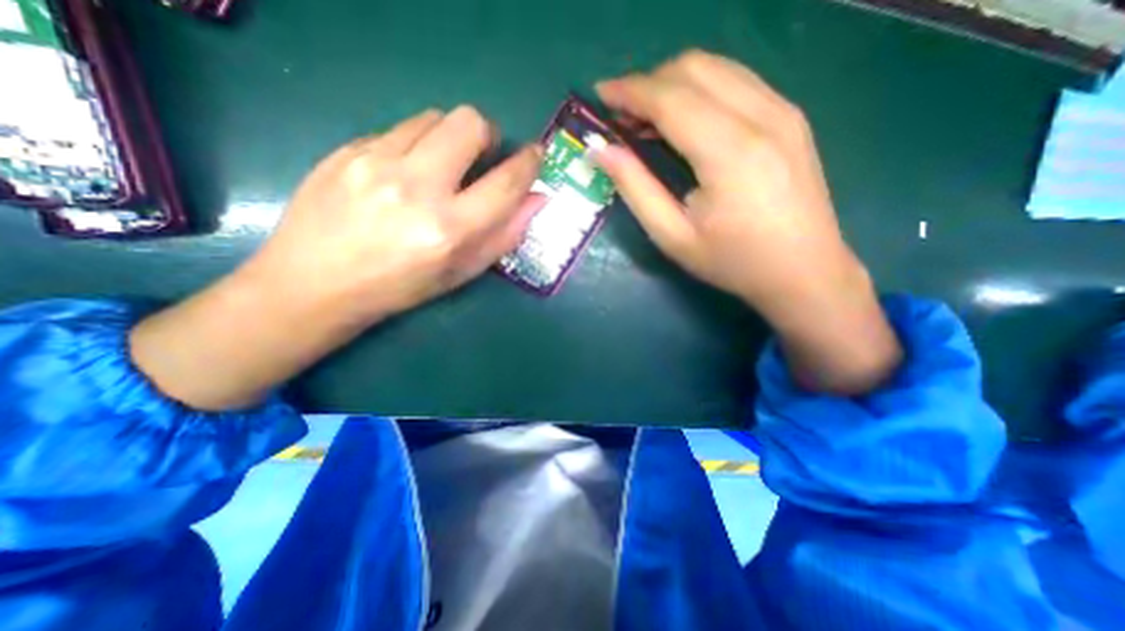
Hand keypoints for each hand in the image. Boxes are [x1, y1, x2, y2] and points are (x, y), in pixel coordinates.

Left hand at [249, 105, 544, 322]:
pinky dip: (416, 144)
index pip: (505, 183)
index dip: (528, 163)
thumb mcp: (462, 272)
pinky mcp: (347, 150)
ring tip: (441, 164)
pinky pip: (398, 129)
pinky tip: (404, 172)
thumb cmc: (401, 287)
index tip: (535, 153)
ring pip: (433, 118)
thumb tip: (537, 199)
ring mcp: (376, 163)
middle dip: (487, 134)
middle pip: (468, 124)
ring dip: (450, 137)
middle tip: (482, 156)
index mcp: (449, 230)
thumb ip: (504, 235)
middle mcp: (416, 188)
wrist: (315, 282)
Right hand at [592, 49, 901, 394]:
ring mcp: (783, 111)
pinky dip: (700, 90)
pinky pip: (736, 81)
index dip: (629, 91)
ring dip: (673, 84)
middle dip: (648, 83)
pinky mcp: (790, 117)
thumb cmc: (732, 262)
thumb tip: (602, 151)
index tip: (600, 95)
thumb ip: (635, 188)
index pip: (671, 99)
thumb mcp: (673, 236)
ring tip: (646, 118)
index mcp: (730, 152)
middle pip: (694, 69)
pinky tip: (683, 121)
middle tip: (622, 115)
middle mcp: (762, 116)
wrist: (804, 271)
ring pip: (716, 68)